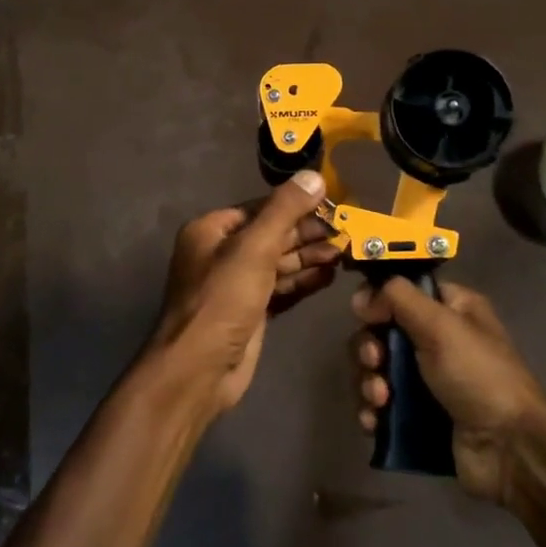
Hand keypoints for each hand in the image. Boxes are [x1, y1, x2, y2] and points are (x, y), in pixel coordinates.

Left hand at [150, 170, 339, 413]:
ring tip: (345, 253)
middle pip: (272, 235)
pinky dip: (303, 281)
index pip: (261, 208)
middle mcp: (221, 253)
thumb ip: (285, 210)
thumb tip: (314, 176)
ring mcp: (236, 285)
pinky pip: (281, 288)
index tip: (333, 206)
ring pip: (279, 263)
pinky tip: (330, 276)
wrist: (199, 370)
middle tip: (346, 232)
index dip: (297, 206)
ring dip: (310, 257)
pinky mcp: (250, 312)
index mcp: (212, 230)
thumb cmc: (222, 300)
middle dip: (308, 234)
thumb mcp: (255, 248)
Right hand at [352, 280, 545, 503]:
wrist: (508, 449)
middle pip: (382, 331)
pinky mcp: (417, 416)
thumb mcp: (442, 325)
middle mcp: (438, 339)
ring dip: (368, 383)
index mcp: (451, 309)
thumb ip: (399, 298)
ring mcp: (426, 381)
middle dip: (369, 348)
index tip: (366, 315)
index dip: (379, 300)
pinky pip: (380, 406)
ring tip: (380, 400)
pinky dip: (371, 411)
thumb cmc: (478, 375)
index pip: (403, 291)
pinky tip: (374, 422)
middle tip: (375, 361)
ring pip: (376, 370)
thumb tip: (363, 297)